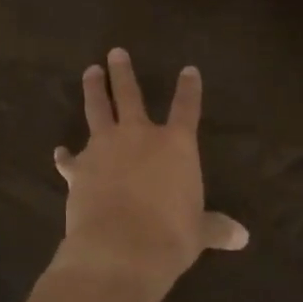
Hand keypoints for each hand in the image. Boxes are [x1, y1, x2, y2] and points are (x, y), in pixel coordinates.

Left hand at [52, 49, 248, 301]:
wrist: (119, 249)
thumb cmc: (170, 237)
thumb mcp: (199, 232)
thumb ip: (216, 227)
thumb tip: (242, 237)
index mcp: (176, 145)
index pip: (186, 108)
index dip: (189, 88)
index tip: (188, 70)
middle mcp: (139, 136)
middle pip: (130, 94)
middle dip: (122, 72)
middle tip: (115, 52)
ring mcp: (104, 148)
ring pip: (97, 110)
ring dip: (93, 89)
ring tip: (90, 71)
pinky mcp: (78, 169)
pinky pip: (70, 159)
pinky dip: (66, 156)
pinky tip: (60, 153)